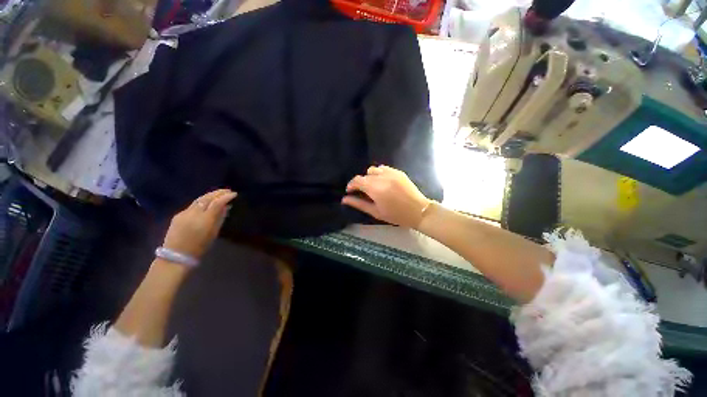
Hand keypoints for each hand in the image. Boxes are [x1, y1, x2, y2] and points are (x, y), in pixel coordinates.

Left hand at [163, 189, 237, 258]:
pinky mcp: (178, 215)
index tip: (234, 194)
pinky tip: (206, 203)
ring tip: (219, 194)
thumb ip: (220, 218)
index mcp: (204, 219)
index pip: (217, 203)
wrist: (176, 256)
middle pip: (207, 198)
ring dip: (210, 195)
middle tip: (227, 191)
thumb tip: (226, 207)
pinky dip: (202, 202)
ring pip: (199, 200)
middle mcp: (194, 213)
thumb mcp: (213, 233)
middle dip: (218, 193)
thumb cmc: (199, 247)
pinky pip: (192, 206)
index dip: (226, 197)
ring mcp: (184, 213)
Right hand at [342, 165, 430, 227]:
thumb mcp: (375, 212)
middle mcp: (382, 177)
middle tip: (363, 192)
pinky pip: (383, 168)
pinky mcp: (398, 171)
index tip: (350, 191)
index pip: (357, 180)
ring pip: (373, 170)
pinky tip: (383, 182)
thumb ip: (359, 204)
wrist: (418, 210)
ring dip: (370, 177)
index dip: (351, 185)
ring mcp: (391, 172)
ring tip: (373, 186)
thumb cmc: (396, 215)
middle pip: (364, 175)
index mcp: (375, 188)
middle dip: (360, 183)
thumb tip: (344, 199)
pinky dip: (379, 174)